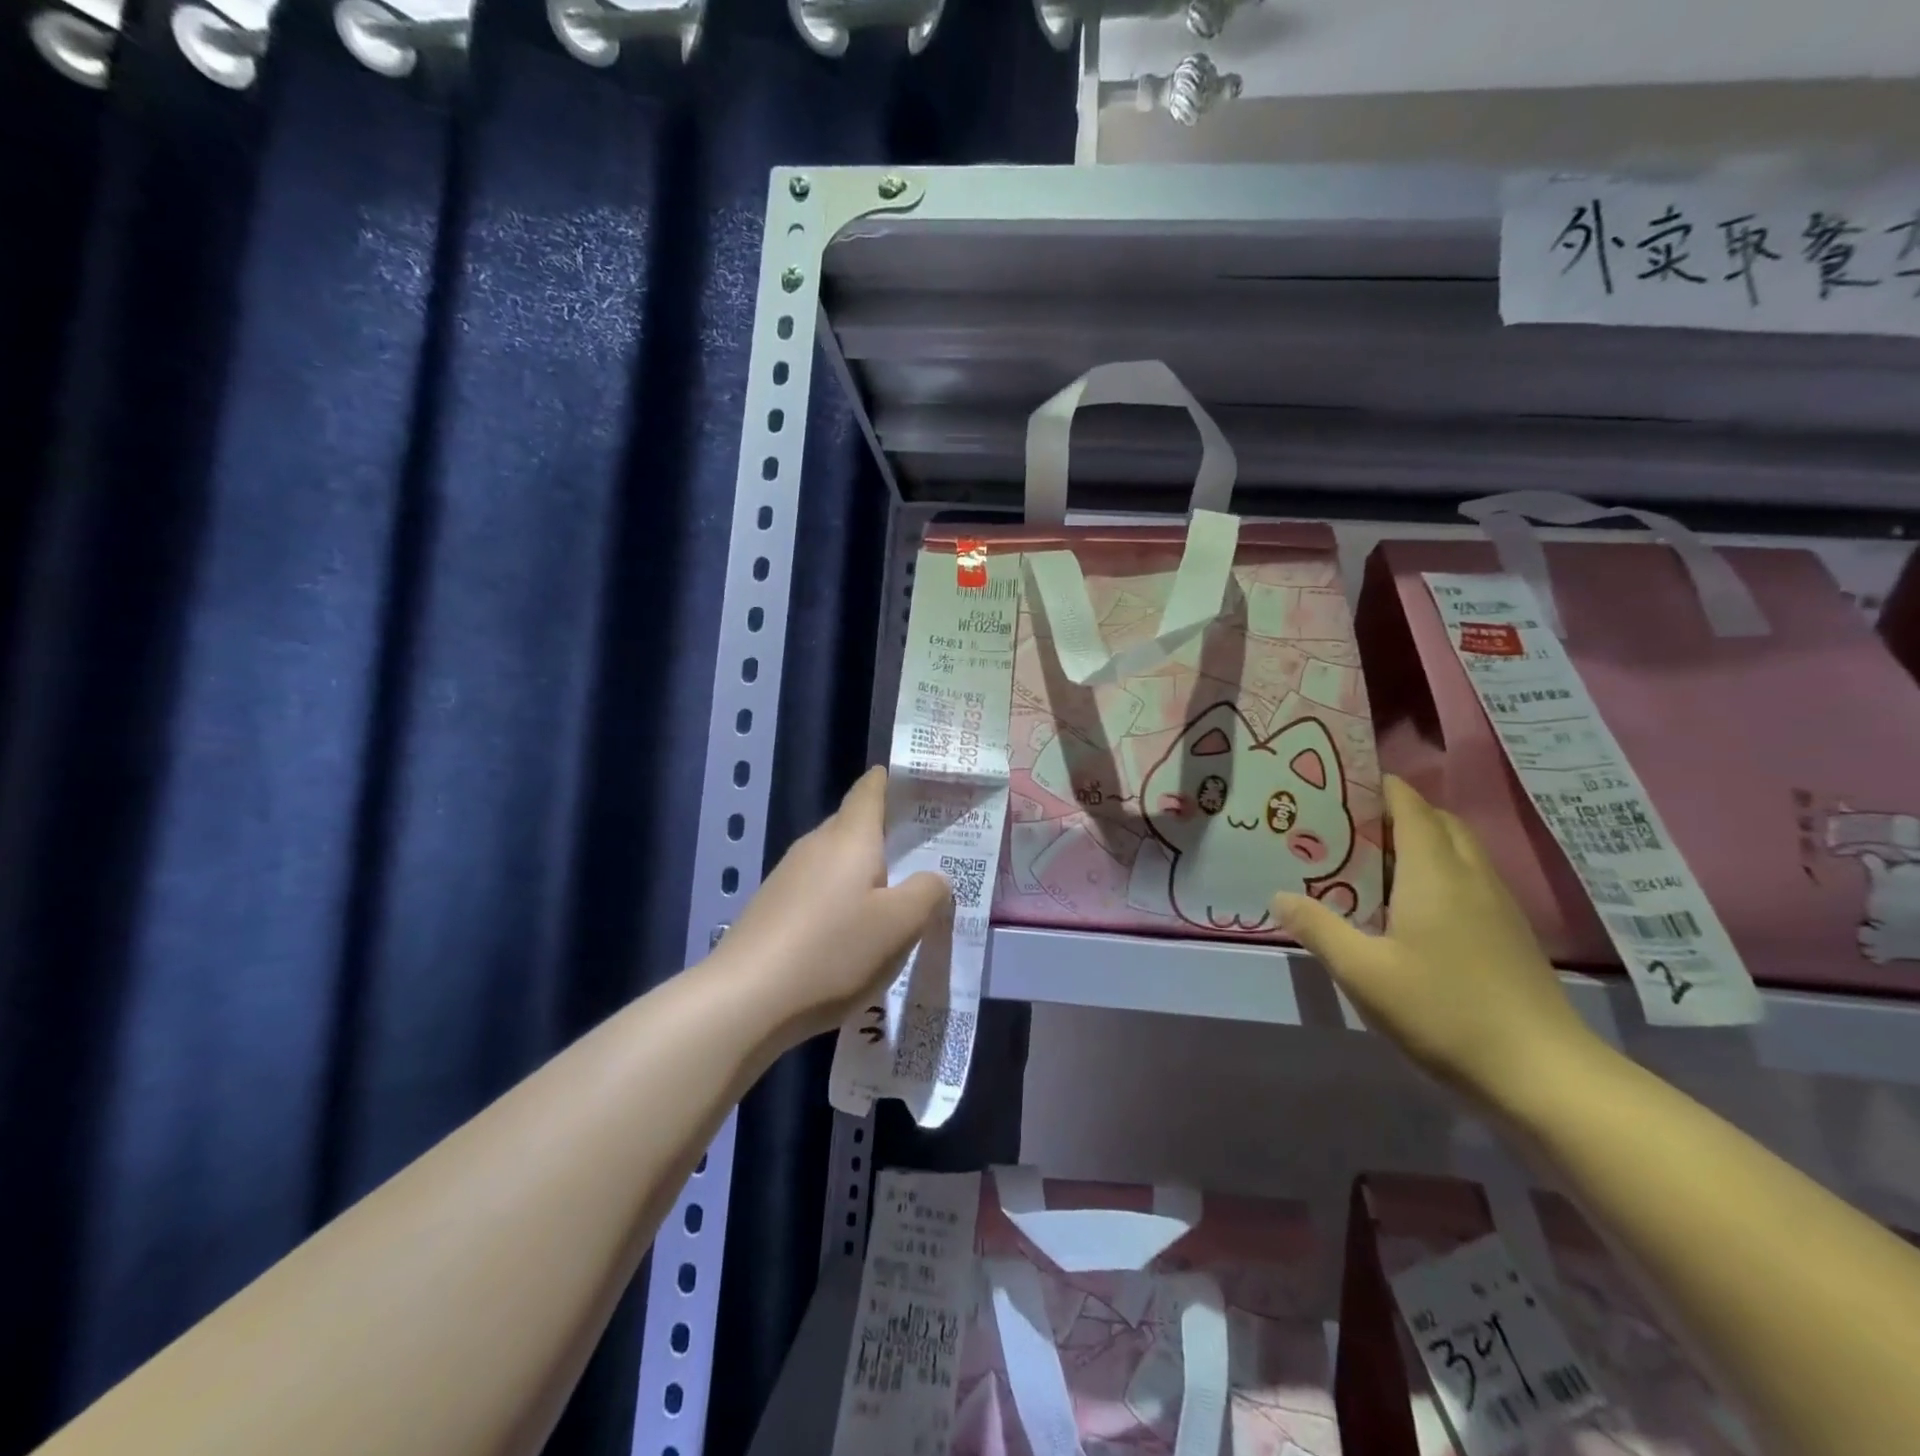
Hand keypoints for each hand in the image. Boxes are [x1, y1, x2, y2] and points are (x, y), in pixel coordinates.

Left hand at [714, 767, 950, 1039]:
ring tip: (897, 898)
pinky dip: (842, 899)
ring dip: (865, 873)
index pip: (871, 788)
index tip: (922, 787)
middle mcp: (815, 845)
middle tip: (927, 853)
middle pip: (855, 825)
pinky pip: (819, 889)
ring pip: (837, 861)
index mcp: (850, 836)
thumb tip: (934, 877)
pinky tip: (853, 933)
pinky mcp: (773, 908)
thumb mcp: (900, 925)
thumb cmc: (833, 951)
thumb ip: (927, 892)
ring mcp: (788, 876)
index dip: (895, 781)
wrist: (745, 1000)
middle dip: (888, 834)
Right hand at [1274, 776, 1607, 1110]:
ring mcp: (1498, 905)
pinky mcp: (1509, 934)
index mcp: (1434, 873)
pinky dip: (1437, 872)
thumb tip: (1279, 896)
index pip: (1411, 806)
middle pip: (1438, 822)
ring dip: (1420, 842)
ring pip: (1458, 851)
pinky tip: (1410, 908)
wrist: (1543, 1074)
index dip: (1381, 787)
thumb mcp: (1363, 972)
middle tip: (1349, 826)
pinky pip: (1469, 879)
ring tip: (1372, 862)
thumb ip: (1318, 928)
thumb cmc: (1444, 1011)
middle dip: (1398, 812)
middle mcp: (1470, 876)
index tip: (1343, 783)